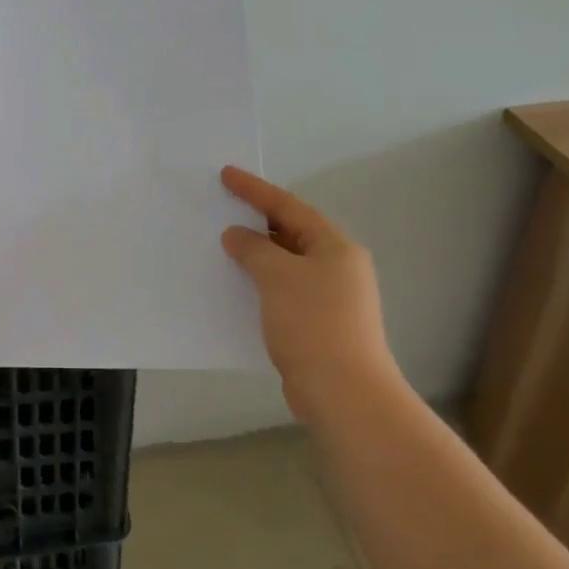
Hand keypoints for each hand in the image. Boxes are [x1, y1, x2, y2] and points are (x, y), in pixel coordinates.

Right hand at [220, 166, 397, 422]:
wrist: (345, 394)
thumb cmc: (313, 323)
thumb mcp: (277, 276)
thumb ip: (253, 248)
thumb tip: (237, 235)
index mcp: (335, 246)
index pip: (289, 206)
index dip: (255, 189)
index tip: (226, 174)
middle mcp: (337, 267)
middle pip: (291, 232)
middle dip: (257, 220)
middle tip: (223, 206)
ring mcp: (331, 298)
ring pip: (286, 264)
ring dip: (257, 254)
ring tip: (224, 244)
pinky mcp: (319, 324)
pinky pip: (283, 290)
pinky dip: (260, 283)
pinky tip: (237, 286)